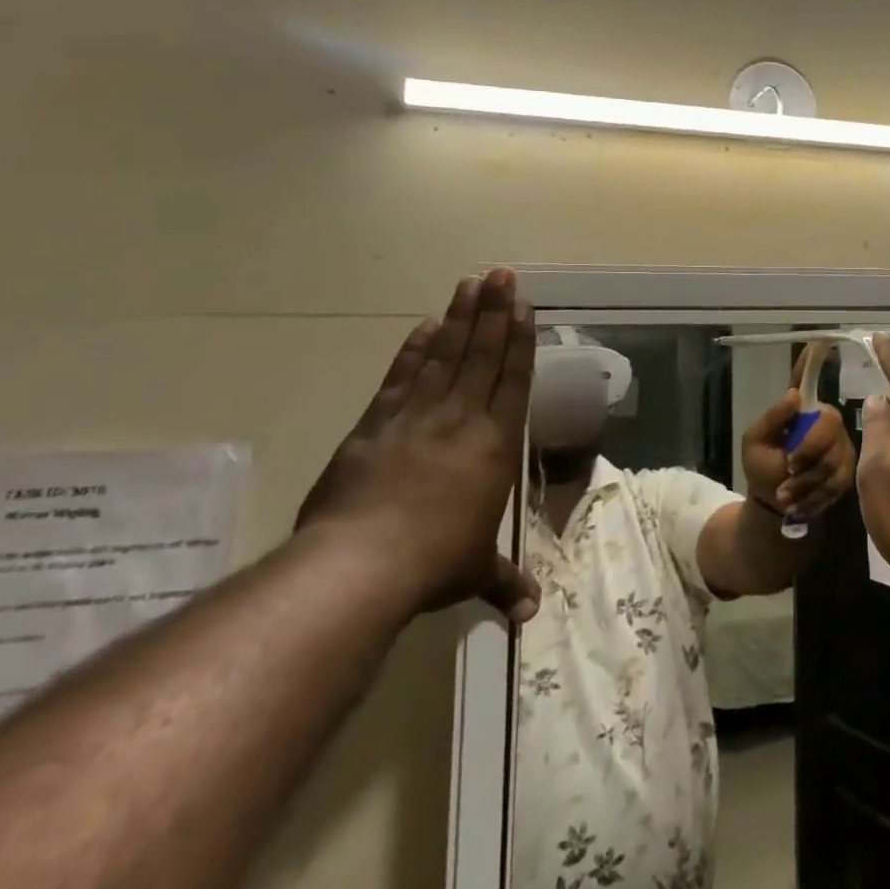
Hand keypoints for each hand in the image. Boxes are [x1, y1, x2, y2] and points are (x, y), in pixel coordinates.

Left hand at [294, 269, 540, 622]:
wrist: (358, 566)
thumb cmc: (433, 564)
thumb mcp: (475, 573)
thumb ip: (506, 583)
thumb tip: (531, 613)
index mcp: (495, 445)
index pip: (513, 380)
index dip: (519, 340)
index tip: (522, 306)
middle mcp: (461, 421)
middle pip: (481, 356)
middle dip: (492, 312)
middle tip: (500, 275)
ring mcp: (416, 419)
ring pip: (444, 357)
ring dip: (458, 318)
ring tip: (468, 284)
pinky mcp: (375, 427)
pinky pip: (400, 378)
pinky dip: (413, 350)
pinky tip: (424, 325)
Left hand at [741, 358, 856, 523]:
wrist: (774, 505)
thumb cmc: (761, 467)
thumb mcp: (755, 443)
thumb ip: (772, 418)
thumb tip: (795, 394)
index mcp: (800, 409)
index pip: (807, 378)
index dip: (814, 360)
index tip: (822, 338)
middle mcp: (824, 420)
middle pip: (829, 424)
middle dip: (808, 451)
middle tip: (788, 469)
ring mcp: (839, 443)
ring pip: (835, 456)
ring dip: (807, 480)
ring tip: (787, 493)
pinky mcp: (848, 468)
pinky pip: (839, 478)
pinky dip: (816, 494)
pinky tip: (801, 501)